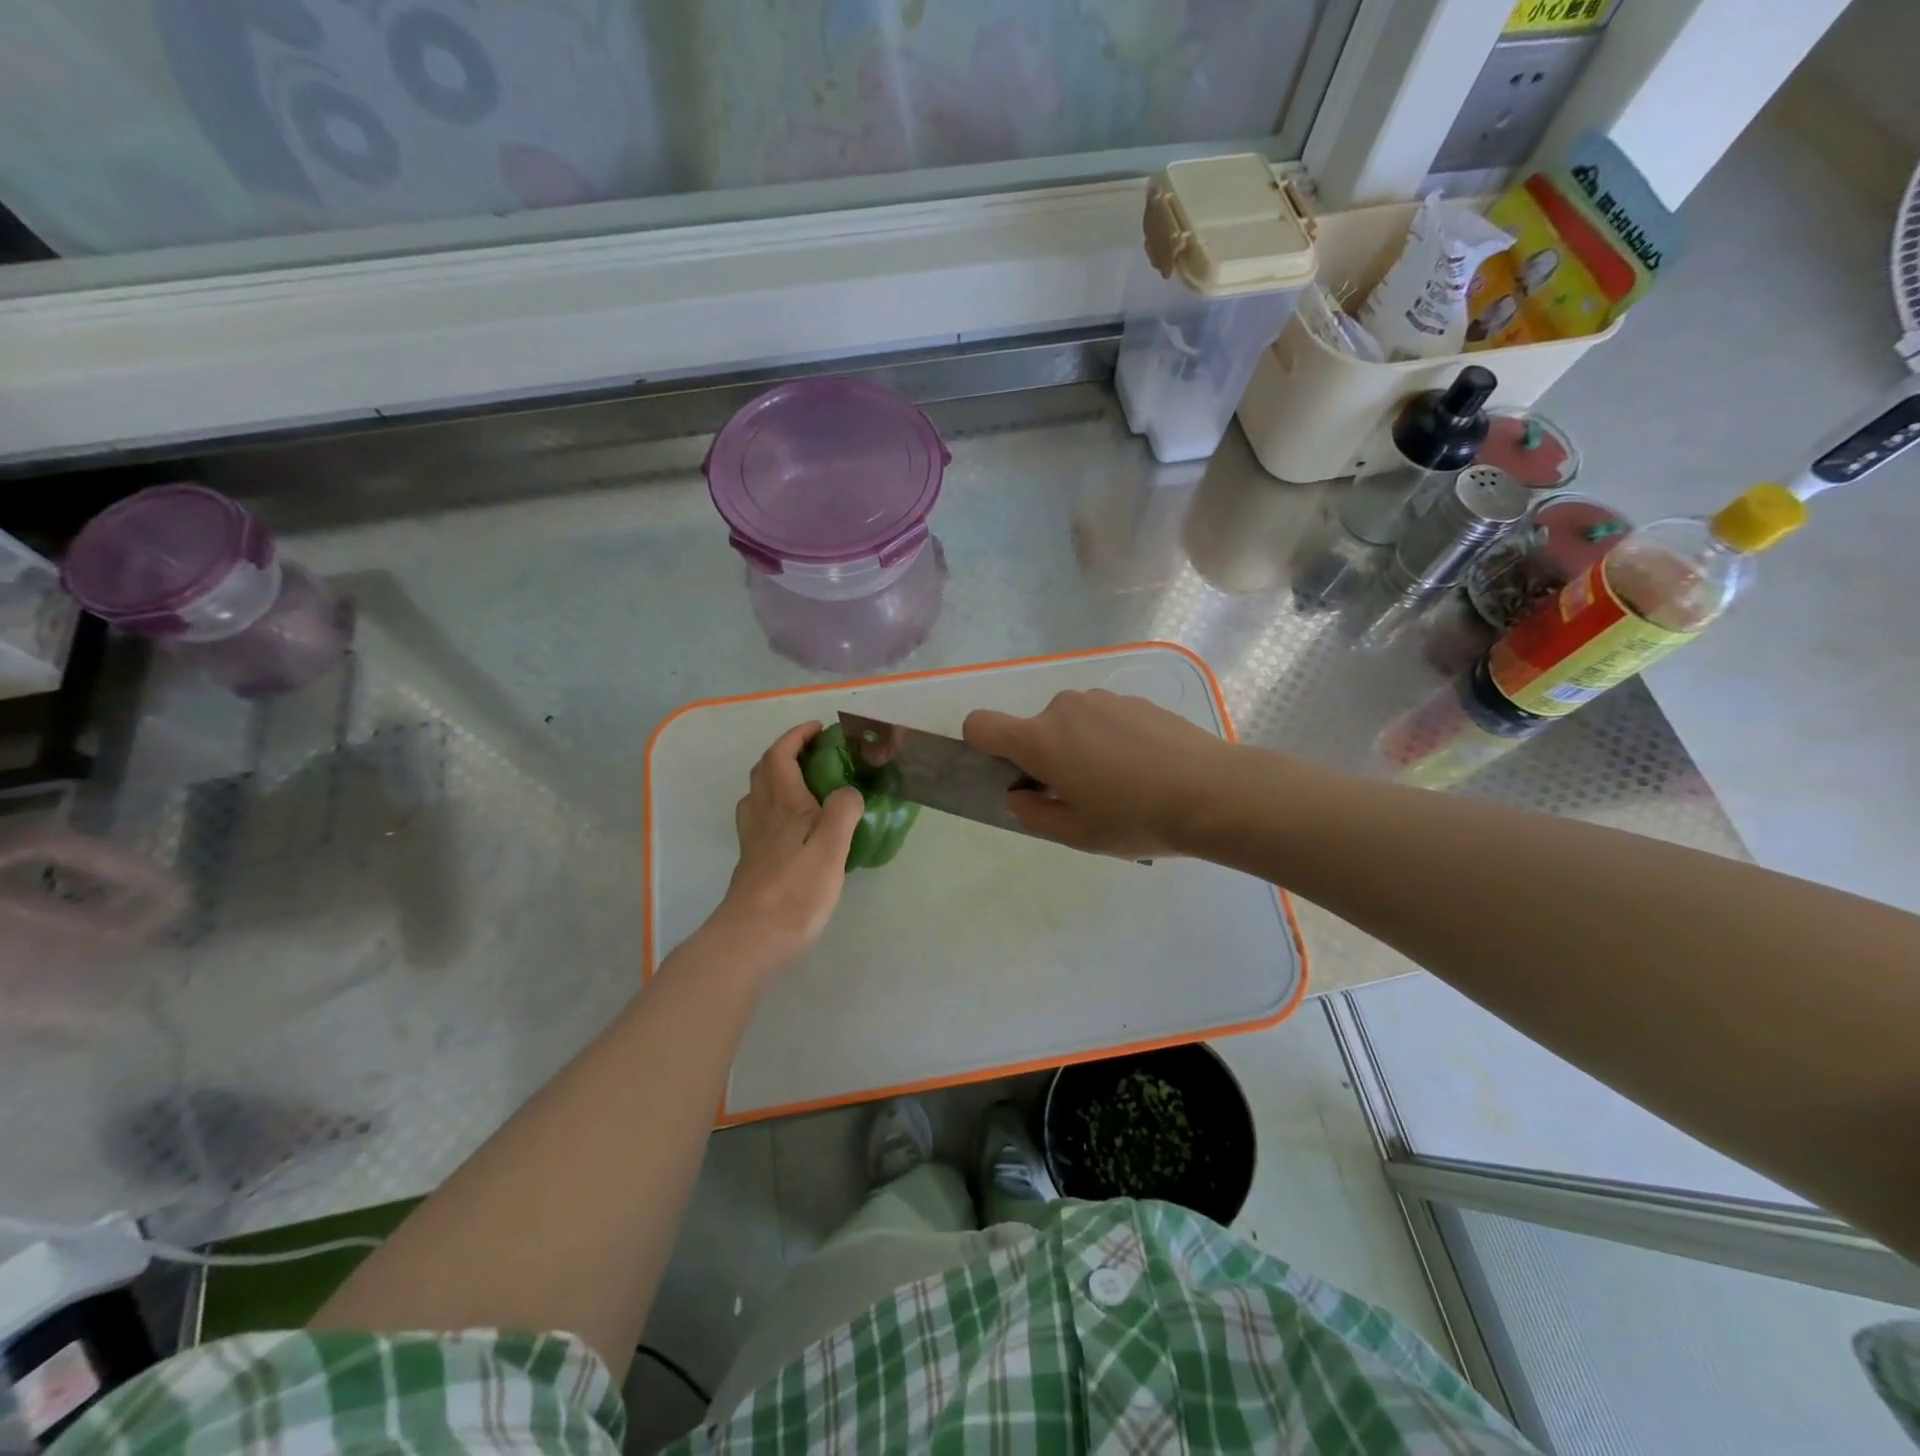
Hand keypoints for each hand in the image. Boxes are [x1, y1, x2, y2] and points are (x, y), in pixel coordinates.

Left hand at [707, 722, 864, 971]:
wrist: (752, 938)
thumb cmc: (796, 890)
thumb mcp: (831, 847)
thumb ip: (843, 810)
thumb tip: (848, 792)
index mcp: (783, 804)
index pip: (780, 755)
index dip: (796, 737)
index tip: (818, 728)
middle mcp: (762, 815)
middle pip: (764, 771)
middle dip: (786, 752)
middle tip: (816, 754)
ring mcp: (753, 840)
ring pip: (758, 795)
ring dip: (777, 778)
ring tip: (806, 785)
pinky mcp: (753, 862)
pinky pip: (760, 819)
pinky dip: (775, 807)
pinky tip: (794, 827)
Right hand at [963, 690, 1236, 858]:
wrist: (1214, 793)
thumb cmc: (1135, 818)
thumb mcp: (1076, 832)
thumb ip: (1034, 813)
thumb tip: (1018, 795)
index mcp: (1040, 739)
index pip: (981, 724)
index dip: (981, 746)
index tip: (1011, 773)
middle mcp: (1065, 708)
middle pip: (1034, 728)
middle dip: (1045, 758)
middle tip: (1080, 795)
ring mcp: (1103, 699)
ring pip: (1071, 723)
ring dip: (1079, 747)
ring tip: (1120, 783)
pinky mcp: (1136, 700)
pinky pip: (1104, 718)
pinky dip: (1110, 739)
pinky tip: (1145, 769)